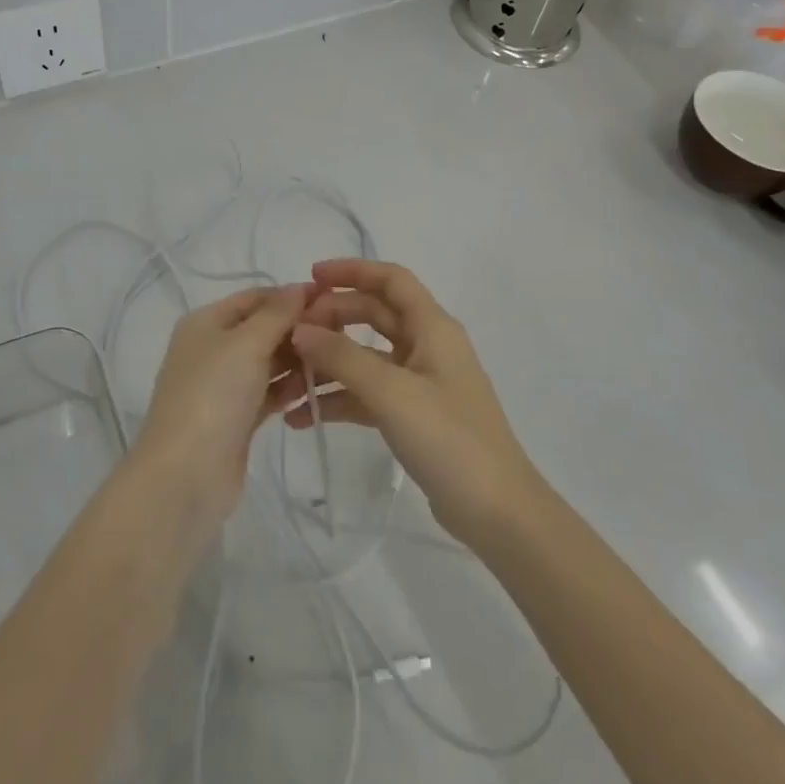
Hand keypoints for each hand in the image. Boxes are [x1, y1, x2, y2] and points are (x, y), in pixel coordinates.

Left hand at [132, 284, 310, 531]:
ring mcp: (223, 386)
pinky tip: (314, 390)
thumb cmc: (213, 395)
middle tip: (341, 332)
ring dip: (297, 359)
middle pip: (262, 329)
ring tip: (334, 360)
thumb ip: (277, 314)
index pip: (254, 297)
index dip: (290, 295)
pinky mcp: (236, 418)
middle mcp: (212, 349)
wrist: (186, 474)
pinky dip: (288, 388)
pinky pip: (268, 392)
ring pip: (267, 362)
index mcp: (205, 322)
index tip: (332, 299)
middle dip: (298, 329)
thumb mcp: (246, 344)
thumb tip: (300, 286)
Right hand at [290, 259, 545, 550]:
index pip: (391, 279)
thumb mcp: (392, 392)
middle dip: (332, 317)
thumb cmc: (449, 439)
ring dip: (329, 361)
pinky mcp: (413, 415)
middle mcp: (427, 346)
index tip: (311, 277)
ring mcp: (420, 382)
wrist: (497, 512)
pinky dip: (339, 398)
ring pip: (366, 355)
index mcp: (433, 327)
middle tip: (291, 331)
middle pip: (374, 314)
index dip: (352, 271)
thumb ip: (342, 357)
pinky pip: (368, 392)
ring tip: (287, 376)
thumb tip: (300, 329)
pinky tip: (303, 416)